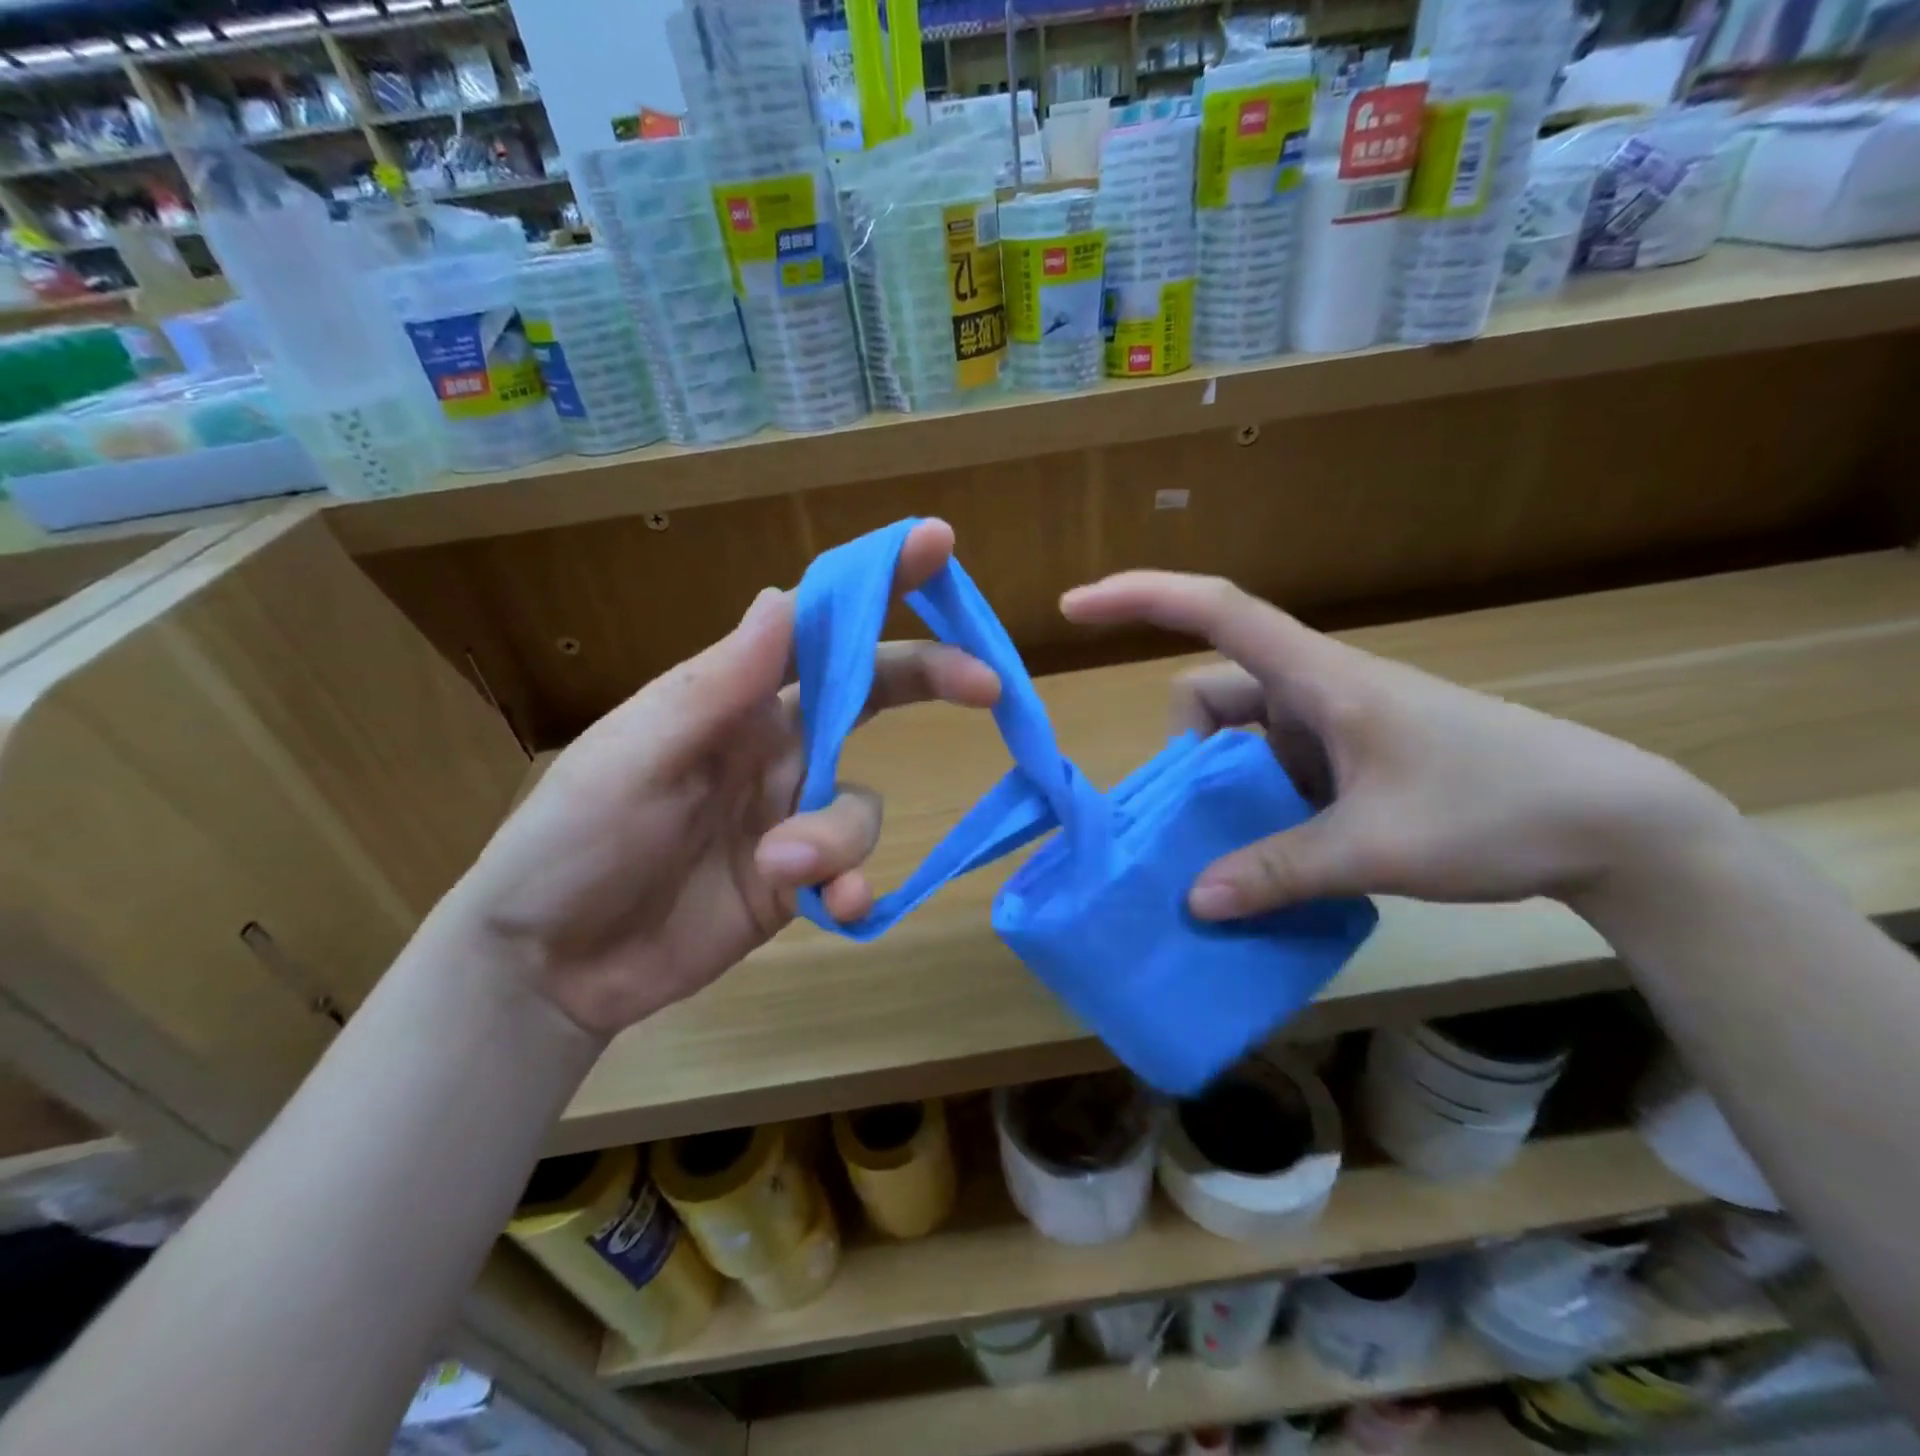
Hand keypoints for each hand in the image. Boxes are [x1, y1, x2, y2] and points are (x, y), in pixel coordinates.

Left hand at [443, 520, 998, 1035]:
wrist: (554, 964)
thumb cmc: (575, 840)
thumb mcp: (638, 754)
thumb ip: (719, 685)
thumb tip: (781, 597)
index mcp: (734, 697)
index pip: (814, 626)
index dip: (876, 583)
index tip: (939, 546)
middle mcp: (774, 743)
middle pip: (872, 694)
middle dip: (931, 678)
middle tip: (988, 685)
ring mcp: (791, 811)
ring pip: (861, 803)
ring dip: (837, 834)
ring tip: (782, 866)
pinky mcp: (800, 879)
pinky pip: (853, 868)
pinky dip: (851, 885)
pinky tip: (832, 906)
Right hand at [1060, 572, 1737, 920]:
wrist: (1613, 824)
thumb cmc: (1498, 807)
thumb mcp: (1377, 847)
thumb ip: (1280, 871)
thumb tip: (1194, 901)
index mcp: (1318, 679)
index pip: (1216, 610)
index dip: (1140, 597)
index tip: (1074, 607)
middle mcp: (1314, 691)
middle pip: (1211, 699)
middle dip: (1187, 759)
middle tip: (1200, 828)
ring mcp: (1331, 727)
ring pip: (1239, 742)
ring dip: (1223, 793)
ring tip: (1244, 856)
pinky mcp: (1348, 760)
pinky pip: (1273, 772)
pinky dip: (1257, 809)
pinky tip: (1280, 860)